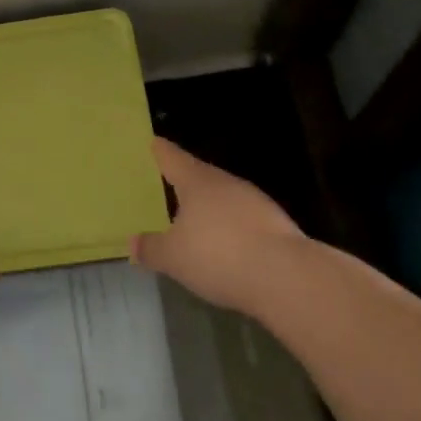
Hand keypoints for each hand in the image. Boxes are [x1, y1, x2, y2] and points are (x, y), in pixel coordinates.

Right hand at [132, 139, 306, 311]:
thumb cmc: (218, 255)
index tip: (153, 143)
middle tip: (167, 185)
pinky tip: (225, 246)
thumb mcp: (173, 257)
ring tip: (193, 219)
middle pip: (200, 175)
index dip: (160, 151)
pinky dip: (231, 227)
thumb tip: (133, 242)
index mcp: (197, 182)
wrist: (287, 277)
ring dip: (210, 206)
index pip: (173, 158)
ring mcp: (256, 202)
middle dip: (185, 181)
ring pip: (224, 197)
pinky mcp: (276, 225)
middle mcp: (227, 184)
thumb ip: (151, 248)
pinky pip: (243, 219)